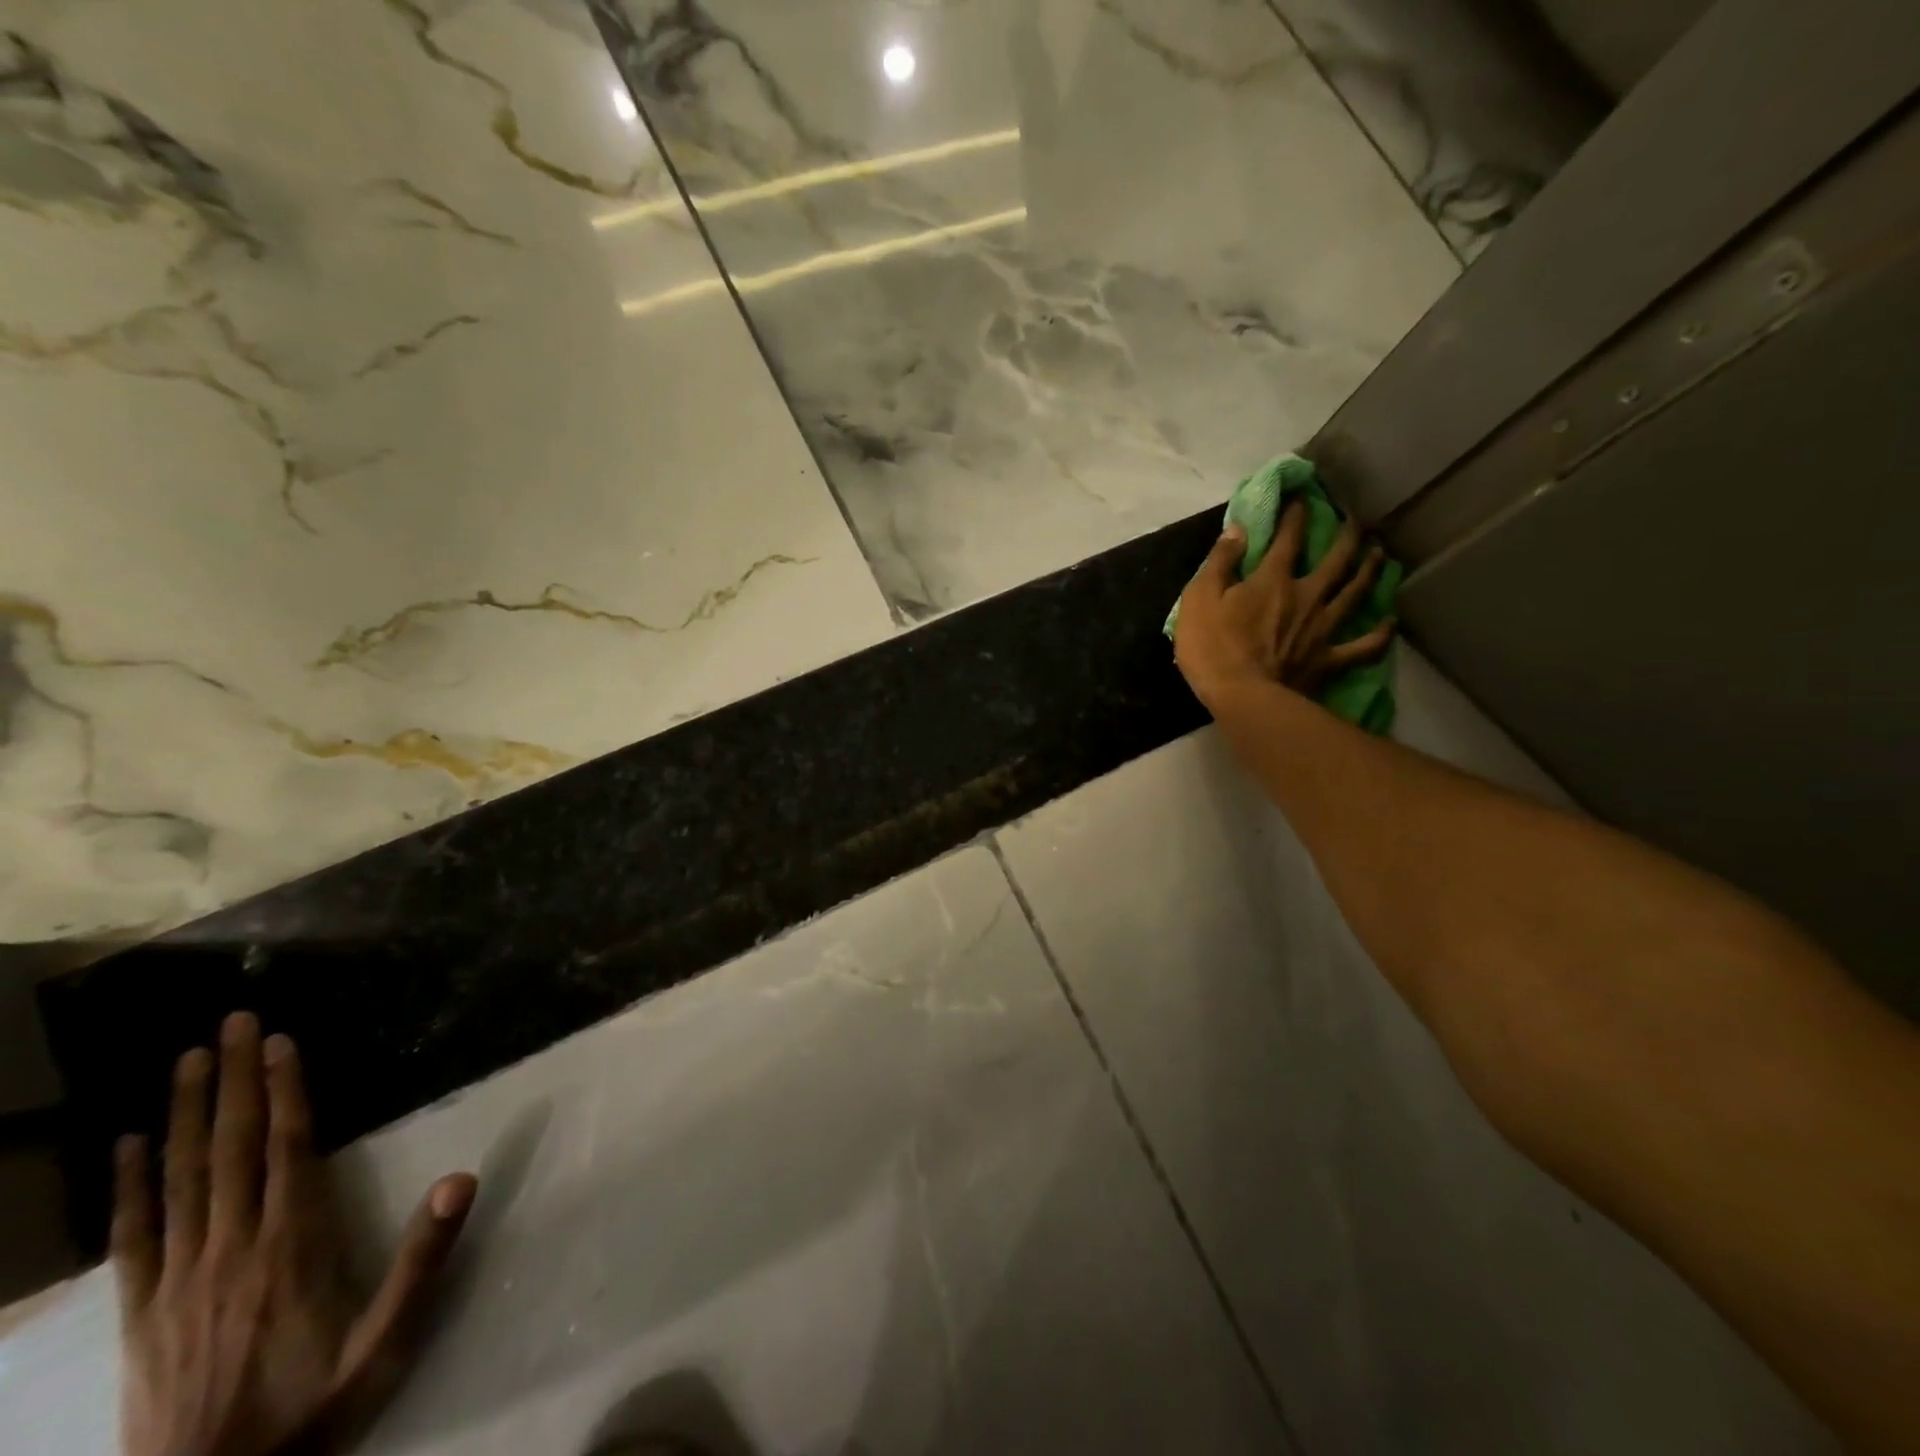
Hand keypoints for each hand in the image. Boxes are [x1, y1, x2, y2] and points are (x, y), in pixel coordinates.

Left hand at [114, 1013, 476, 1455]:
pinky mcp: (141, 1311)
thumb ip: (423, 1259)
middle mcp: (231, 1247)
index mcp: (291, 1246)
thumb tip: (462, 1178)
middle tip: (233, 1023)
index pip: (288, 1149)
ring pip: (181, 1178)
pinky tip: (127, 1147)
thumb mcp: (387, 1341)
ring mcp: (178, 1279)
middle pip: (231, 1149)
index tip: (280, 1043)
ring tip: (187, 1060)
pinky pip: (134, 1236)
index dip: (284, 1093)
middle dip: (233, 1081)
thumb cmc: (316, 1406)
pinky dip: (131, 1186)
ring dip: (184, 1114)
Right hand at [1173, 500, 1394, 708]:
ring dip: (1369, 570)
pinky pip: (1363, 646)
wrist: (1242, 697)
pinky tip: (1389, 622)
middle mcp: (1306, 596)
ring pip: (1355, 592)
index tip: (1302, 498)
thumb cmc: (1212, 647)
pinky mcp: (1329, 659)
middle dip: (1347, 536)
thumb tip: (1239, 529)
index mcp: (1273, 580)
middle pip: (1336, 560)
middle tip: (1355, 520)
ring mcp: (1322, 628)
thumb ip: (1220, 562)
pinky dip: (1379, 634)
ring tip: (1379, 553)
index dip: (1295, 515)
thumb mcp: (1199, 598)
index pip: (1288, 538)